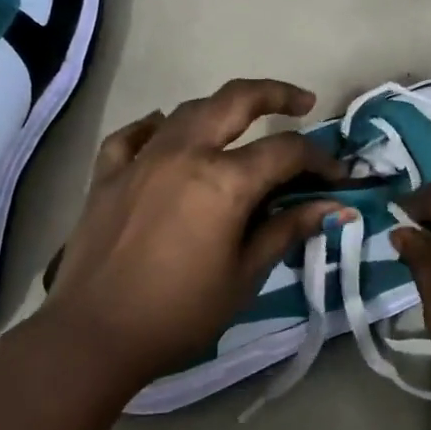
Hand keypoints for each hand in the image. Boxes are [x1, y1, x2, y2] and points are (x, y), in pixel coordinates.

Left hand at [41, 78, 346, 388]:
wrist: (94, 335)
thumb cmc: (179, 314)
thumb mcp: (244, 277)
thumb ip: (286, 231)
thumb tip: (332, 208)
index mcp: (224, 180)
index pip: (285, 151)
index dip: (319, 160)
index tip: (336, 177)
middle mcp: (184, 153)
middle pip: (235, 100)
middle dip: (275, 94)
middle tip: (301, 102)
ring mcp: (141, 159)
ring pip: (187, 111)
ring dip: (221, 109)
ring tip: (240, 124)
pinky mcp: (107, 174)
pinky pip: (135, 136)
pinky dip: (156, 128)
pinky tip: (164, 134)